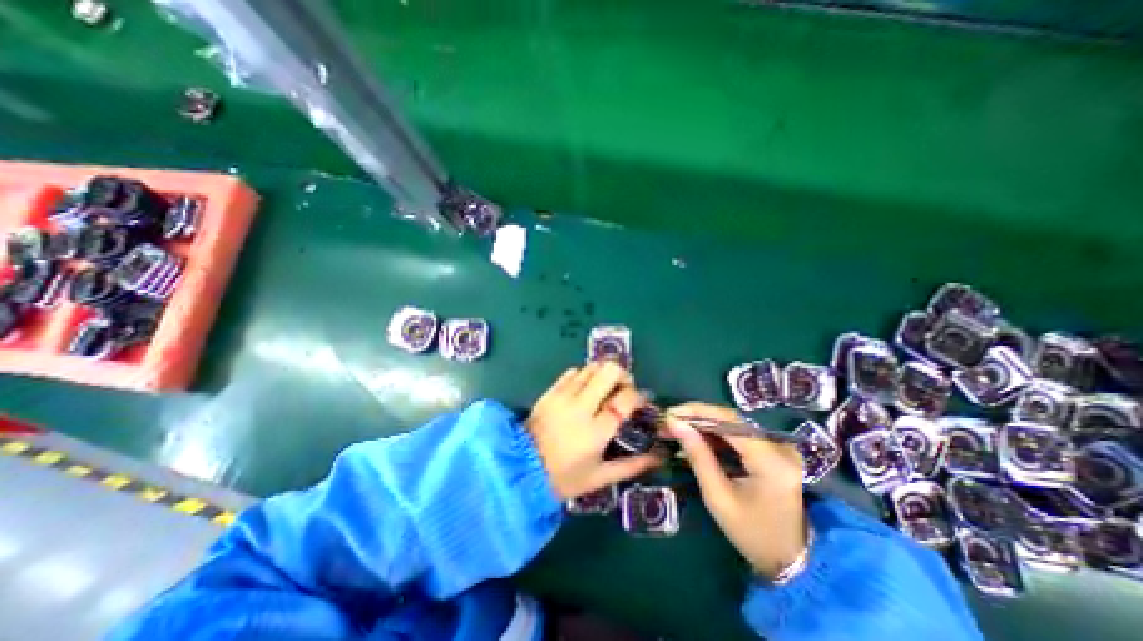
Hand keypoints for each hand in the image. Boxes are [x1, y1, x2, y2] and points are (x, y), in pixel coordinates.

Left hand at [527, 360, 661, 499]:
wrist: (521, 469)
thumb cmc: (564, 478)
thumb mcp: (600, 477)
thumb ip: (632, 465)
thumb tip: (659, 456)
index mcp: (596, 430)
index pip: (625, 399)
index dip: (638, 395)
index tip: (640, 402)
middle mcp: (581, 406)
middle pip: (609, 371)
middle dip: (622, 375)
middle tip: (623, 388)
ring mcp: (563, 395)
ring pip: (591, 367)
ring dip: (603, 374)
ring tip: (605, 389)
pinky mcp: (550, 391)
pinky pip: (573, 372)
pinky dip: (584, 375)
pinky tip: (584, 389)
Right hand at [668, 405, 805, 579]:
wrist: (791, 558)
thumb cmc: (751, 534)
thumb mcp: (718, 497)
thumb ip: (698, 456)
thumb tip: (675, 424)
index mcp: (771, 461)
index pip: (729, 420)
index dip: (696, 412)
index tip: (669, 414)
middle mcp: (780, 446)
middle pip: (730, 419)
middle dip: (696, 418)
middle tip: (668, 423)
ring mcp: (780, 447)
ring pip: (732, 424)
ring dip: (703, 425)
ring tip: (676, 430)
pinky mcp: (774, 450)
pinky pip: (739, 434)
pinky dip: (715, 436)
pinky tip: (696, 440)